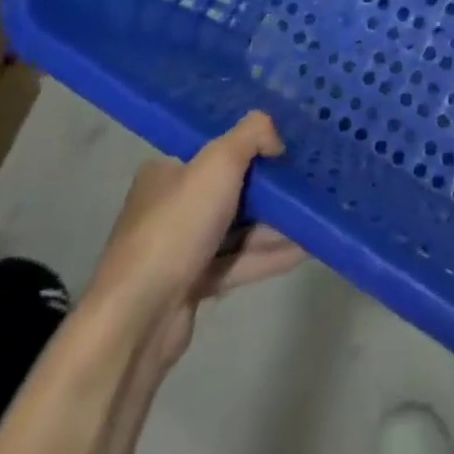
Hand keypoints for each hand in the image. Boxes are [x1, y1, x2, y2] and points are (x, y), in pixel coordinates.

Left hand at [89, 112, 304, 370]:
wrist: (138, 319)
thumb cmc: (177, 227)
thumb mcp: (219, 161)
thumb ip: (252, 135)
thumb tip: (276, 139)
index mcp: (166, 172)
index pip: (214, 151)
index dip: (251, 148)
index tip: (287, 149)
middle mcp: (169, 207)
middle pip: (230, 191)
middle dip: (270, 190)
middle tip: (309, 183)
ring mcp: (179, 250)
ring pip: (237, 229)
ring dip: (275, 225)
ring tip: (315, 216)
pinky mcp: (191, 286)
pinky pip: (237, 262)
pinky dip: (268, 255)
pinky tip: (305, 249)